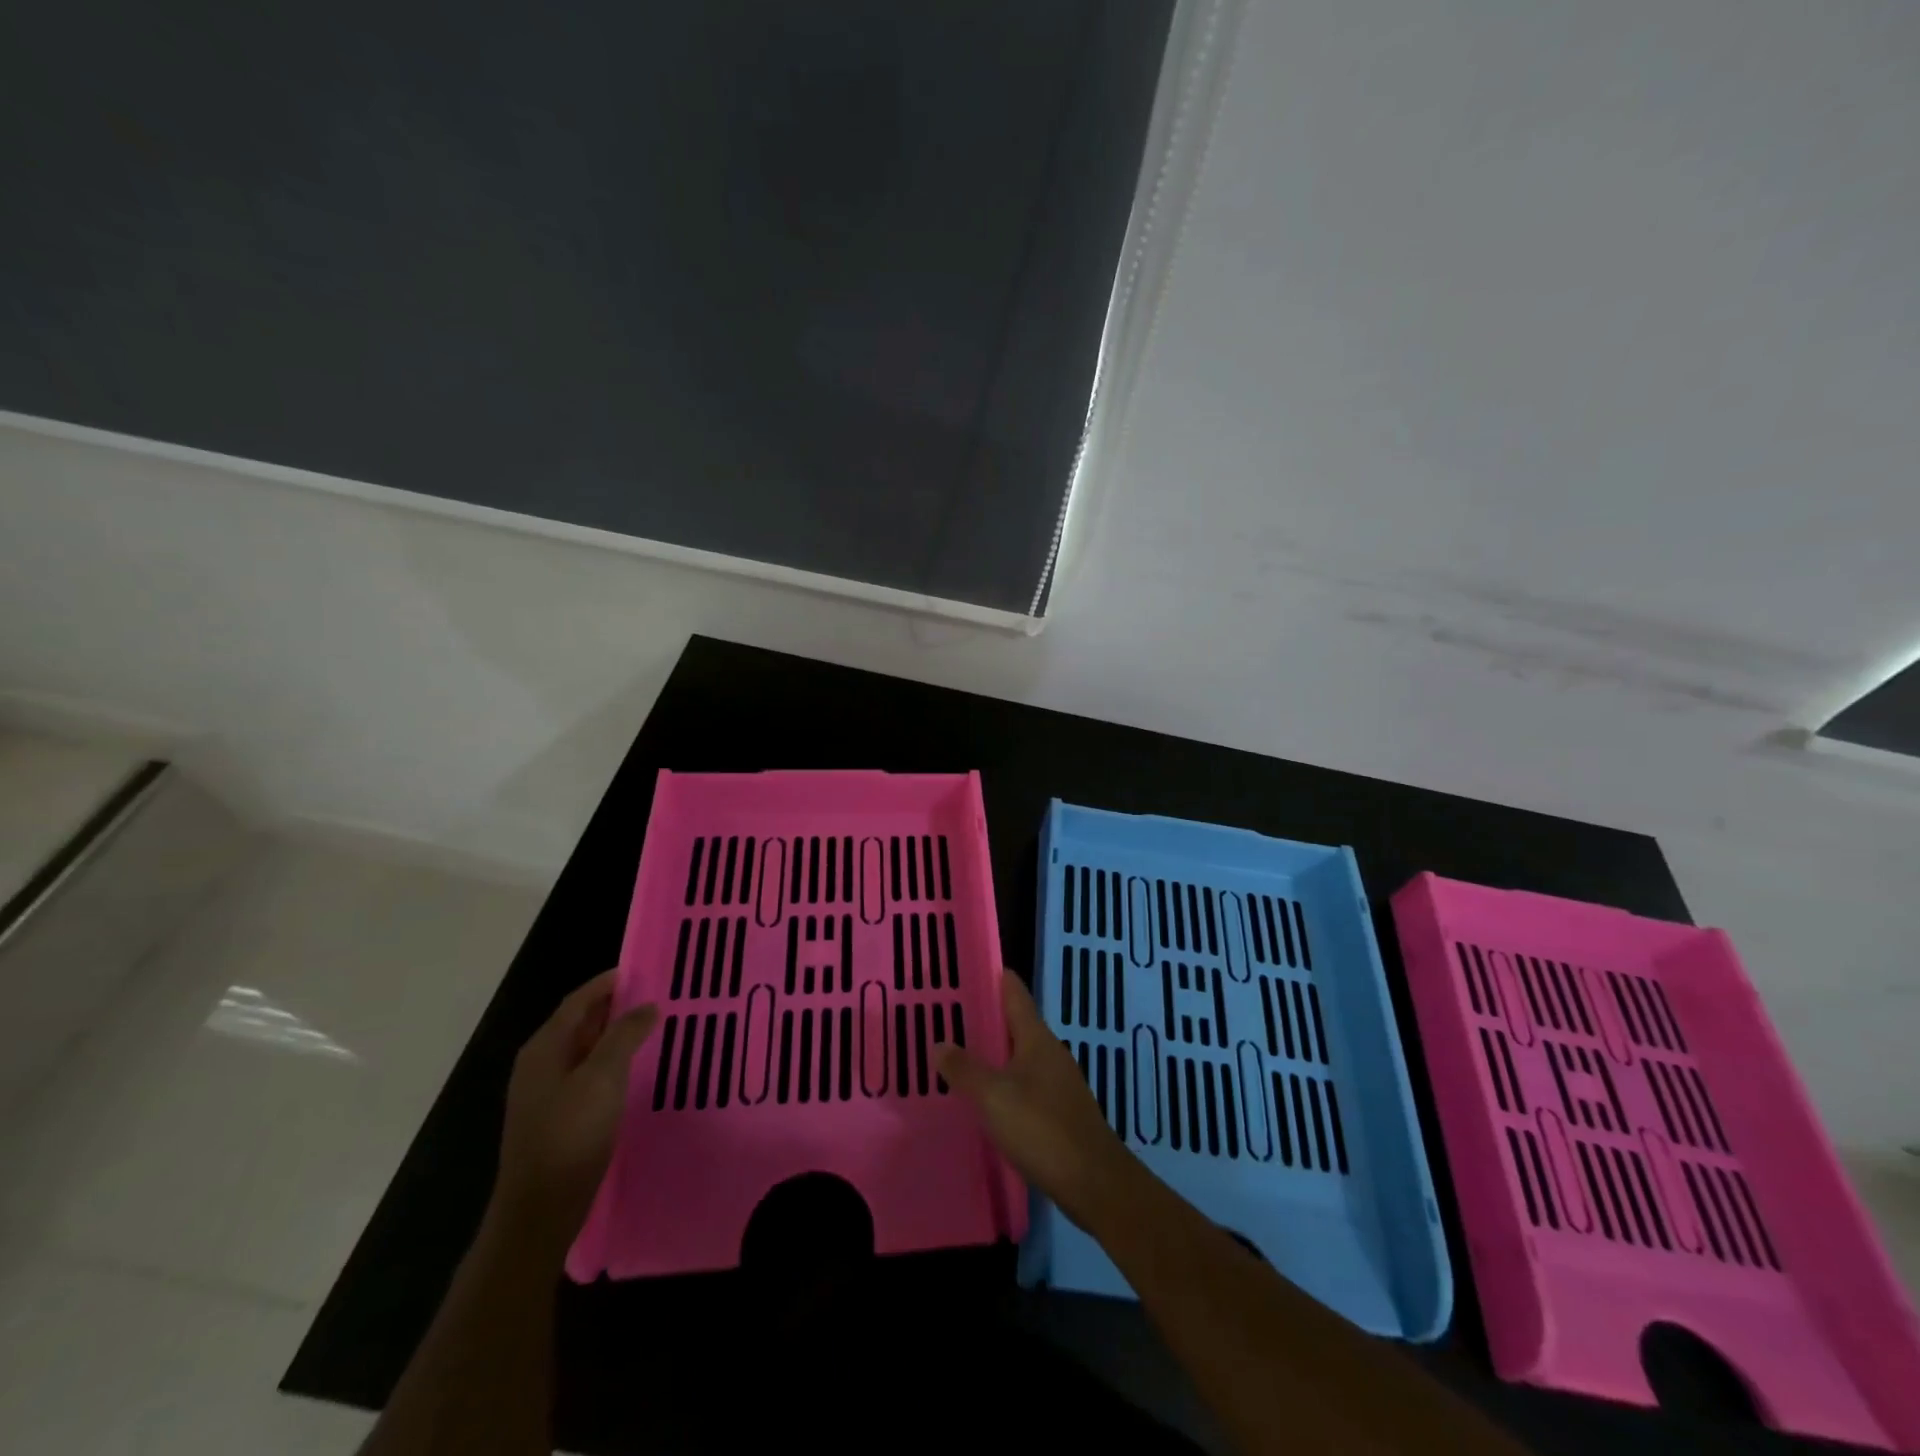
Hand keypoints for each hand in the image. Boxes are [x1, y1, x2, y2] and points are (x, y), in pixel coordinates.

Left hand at [492, 969, 657, 1253]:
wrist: (540, 1209)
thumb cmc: (570, 1134)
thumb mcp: (603, 1077)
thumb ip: (625, 1035)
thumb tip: (647, 1006)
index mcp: (544, 1048)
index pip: (578, 1001)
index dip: (607, 983)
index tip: (641, 970)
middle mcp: (540, 1064)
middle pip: (579, 1023)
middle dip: (614, 1007)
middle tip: (655, 995)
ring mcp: (545, 1093)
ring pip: (584, 1049)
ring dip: (615, 1035)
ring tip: (652, 1026)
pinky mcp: (556, 1117)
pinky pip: (587, 1074)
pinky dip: (611, 1061)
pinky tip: (635, 1068)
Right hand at [937, 971, 1135, 1231]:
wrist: (1094, 1182)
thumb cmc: (1042, 1128)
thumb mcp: (993, 1096)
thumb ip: (964, 1069)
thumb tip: (939, 1041)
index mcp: (1036, 1039)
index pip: (1015, 994)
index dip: (996, 978)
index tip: (973, 966)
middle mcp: (1050, 1053)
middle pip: (1017, 1024)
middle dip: (989, 1017)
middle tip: (953, 1013)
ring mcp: (1059, 1083)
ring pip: (1021, 1056)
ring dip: (995, 1052)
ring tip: (963, 1053)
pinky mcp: (1060, 1112)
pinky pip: (1026, 1084)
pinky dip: (1005, 1081)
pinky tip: (987, 1097)